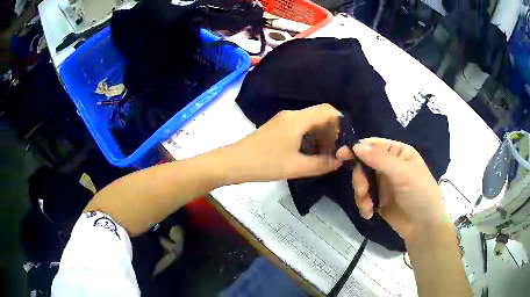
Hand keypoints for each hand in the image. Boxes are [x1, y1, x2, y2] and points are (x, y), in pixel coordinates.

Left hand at [230, 104, 342, 181]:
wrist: (234, 162)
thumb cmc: (265, 163)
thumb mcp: (296, 167)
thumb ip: (321, 164)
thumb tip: (340, 161)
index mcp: (298, 119)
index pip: (327, 110)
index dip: (339, 121)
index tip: (344, 139)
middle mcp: (291, 115)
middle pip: (319, 115)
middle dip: (331, 131)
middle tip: (336, 150)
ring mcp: (282, 120)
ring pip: (309, 121)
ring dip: (320, 135)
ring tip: (325, 154)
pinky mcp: (277, 127)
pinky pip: (299, 126)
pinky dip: (309, 136)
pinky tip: (309, 152)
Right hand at [337, 138, 448, 241]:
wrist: (423, 226)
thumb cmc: (420, 193)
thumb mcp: (403, 173)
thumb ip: (380, 159)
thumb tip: (356, 146)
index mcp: (397, 153)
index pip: (373, 145)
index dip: (357, 149)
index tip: (341, 155)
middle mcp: (389, 165)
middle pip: (363, 164)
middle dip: (360, 179)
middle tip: (363, 191)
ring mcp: (383, 183)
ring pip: (361, 182)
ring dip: (361, 194)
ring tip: (368, 206)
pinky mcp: (378, 200)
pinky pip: (363, 197)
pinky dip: (363, 205)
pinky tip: (369, 213)